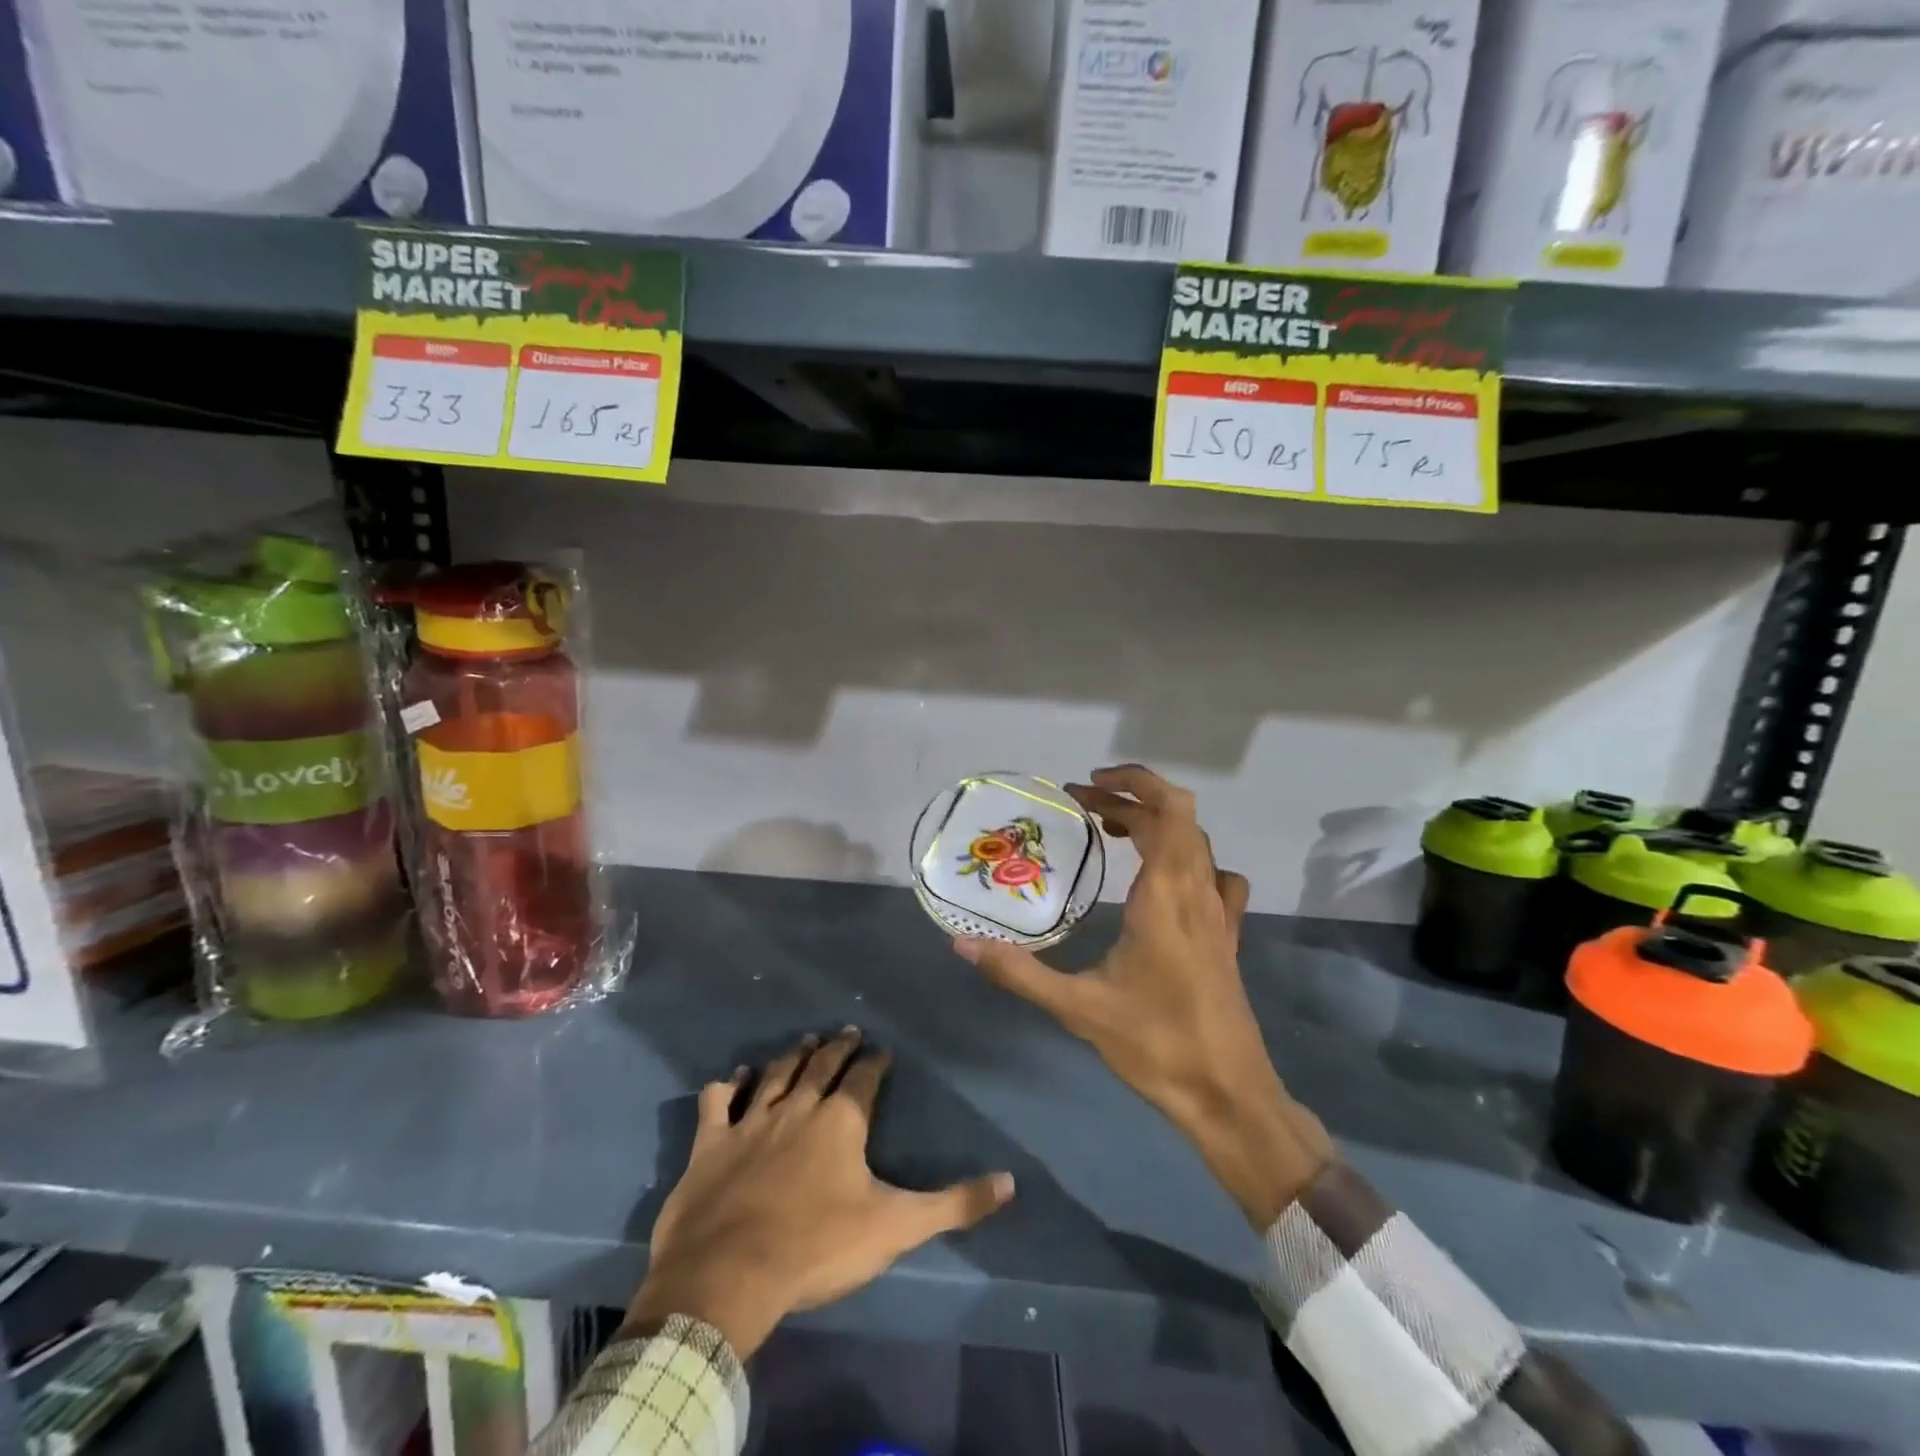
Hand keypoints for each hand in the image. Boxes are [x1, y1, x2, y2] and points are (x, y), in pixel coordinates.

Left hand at [627, 1029, 1014, 1358]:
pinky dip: (727, 1085)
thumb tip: (1010, 1182)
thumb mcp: (895, 1227)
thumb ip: (954, 1204)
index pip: (863, 1079)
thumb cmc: (817, 1247)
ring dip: (792, 1056)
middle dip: (837, 1047)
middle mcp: (797, 1108)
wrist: (729, 1274)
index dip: (875, 1062)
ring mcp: (751, 1122)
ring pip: (775, 1075)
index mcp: (840, 1121)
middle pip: (821, 1066)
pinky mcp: (711, 1143)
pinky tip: (734, 1075)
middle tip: (846, 1030)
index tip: (882, 1050)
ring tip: (805, 1039)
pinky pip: (718, 1101)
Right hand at [955, 766, 1331, 1227]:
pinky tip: (1164, 882)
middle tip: (1082, 808)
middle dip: (1130, 801)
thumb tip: (962, 945)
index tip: (1086, 787)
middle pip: (1178, 818)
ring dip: (1157, 826)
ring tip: (1112, 833)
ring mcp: (1220, 914)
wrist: (1229, 1096)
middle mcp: (1199, 892)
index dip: (1132, 785)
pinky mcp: (1227, 937)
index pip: (1166, 811)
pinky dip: (1187, 859)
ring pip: (1196, 844)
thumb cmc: (1156, 1045)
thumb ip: (1019, 973)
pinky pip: (1214, 877)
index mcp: (1167, 895)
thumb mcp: (1078, 1008)